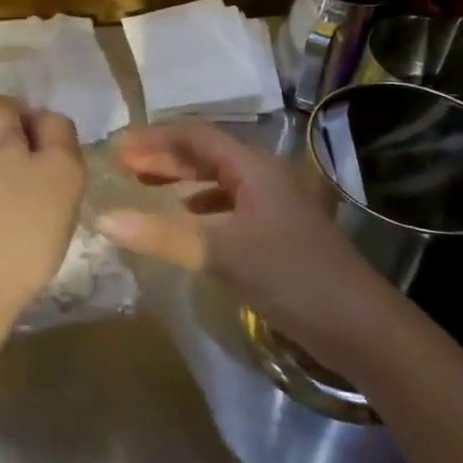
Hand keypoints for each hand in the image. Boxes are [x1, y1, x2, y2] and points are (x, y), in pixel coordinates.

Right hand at [96, 122, 400, 378]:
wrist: (358, 326)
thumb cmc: (289, 276)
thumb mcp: (219, 253)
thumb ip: (160, 234)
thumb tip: (103, 219)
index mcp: (253, 167)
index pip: (195, 137)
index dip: (153, 139)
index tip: (116, 148)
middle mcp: (264, 176)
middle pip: (205, 154)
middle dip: (162, 156)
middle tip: (122, 166)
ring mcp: (273, 204)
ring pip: (217, 179)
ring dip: (179, 179)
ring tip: (144, 186)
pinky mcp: (276, 231)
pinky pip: (227, 204)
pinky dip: (198, 206)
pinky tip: (184, 221)